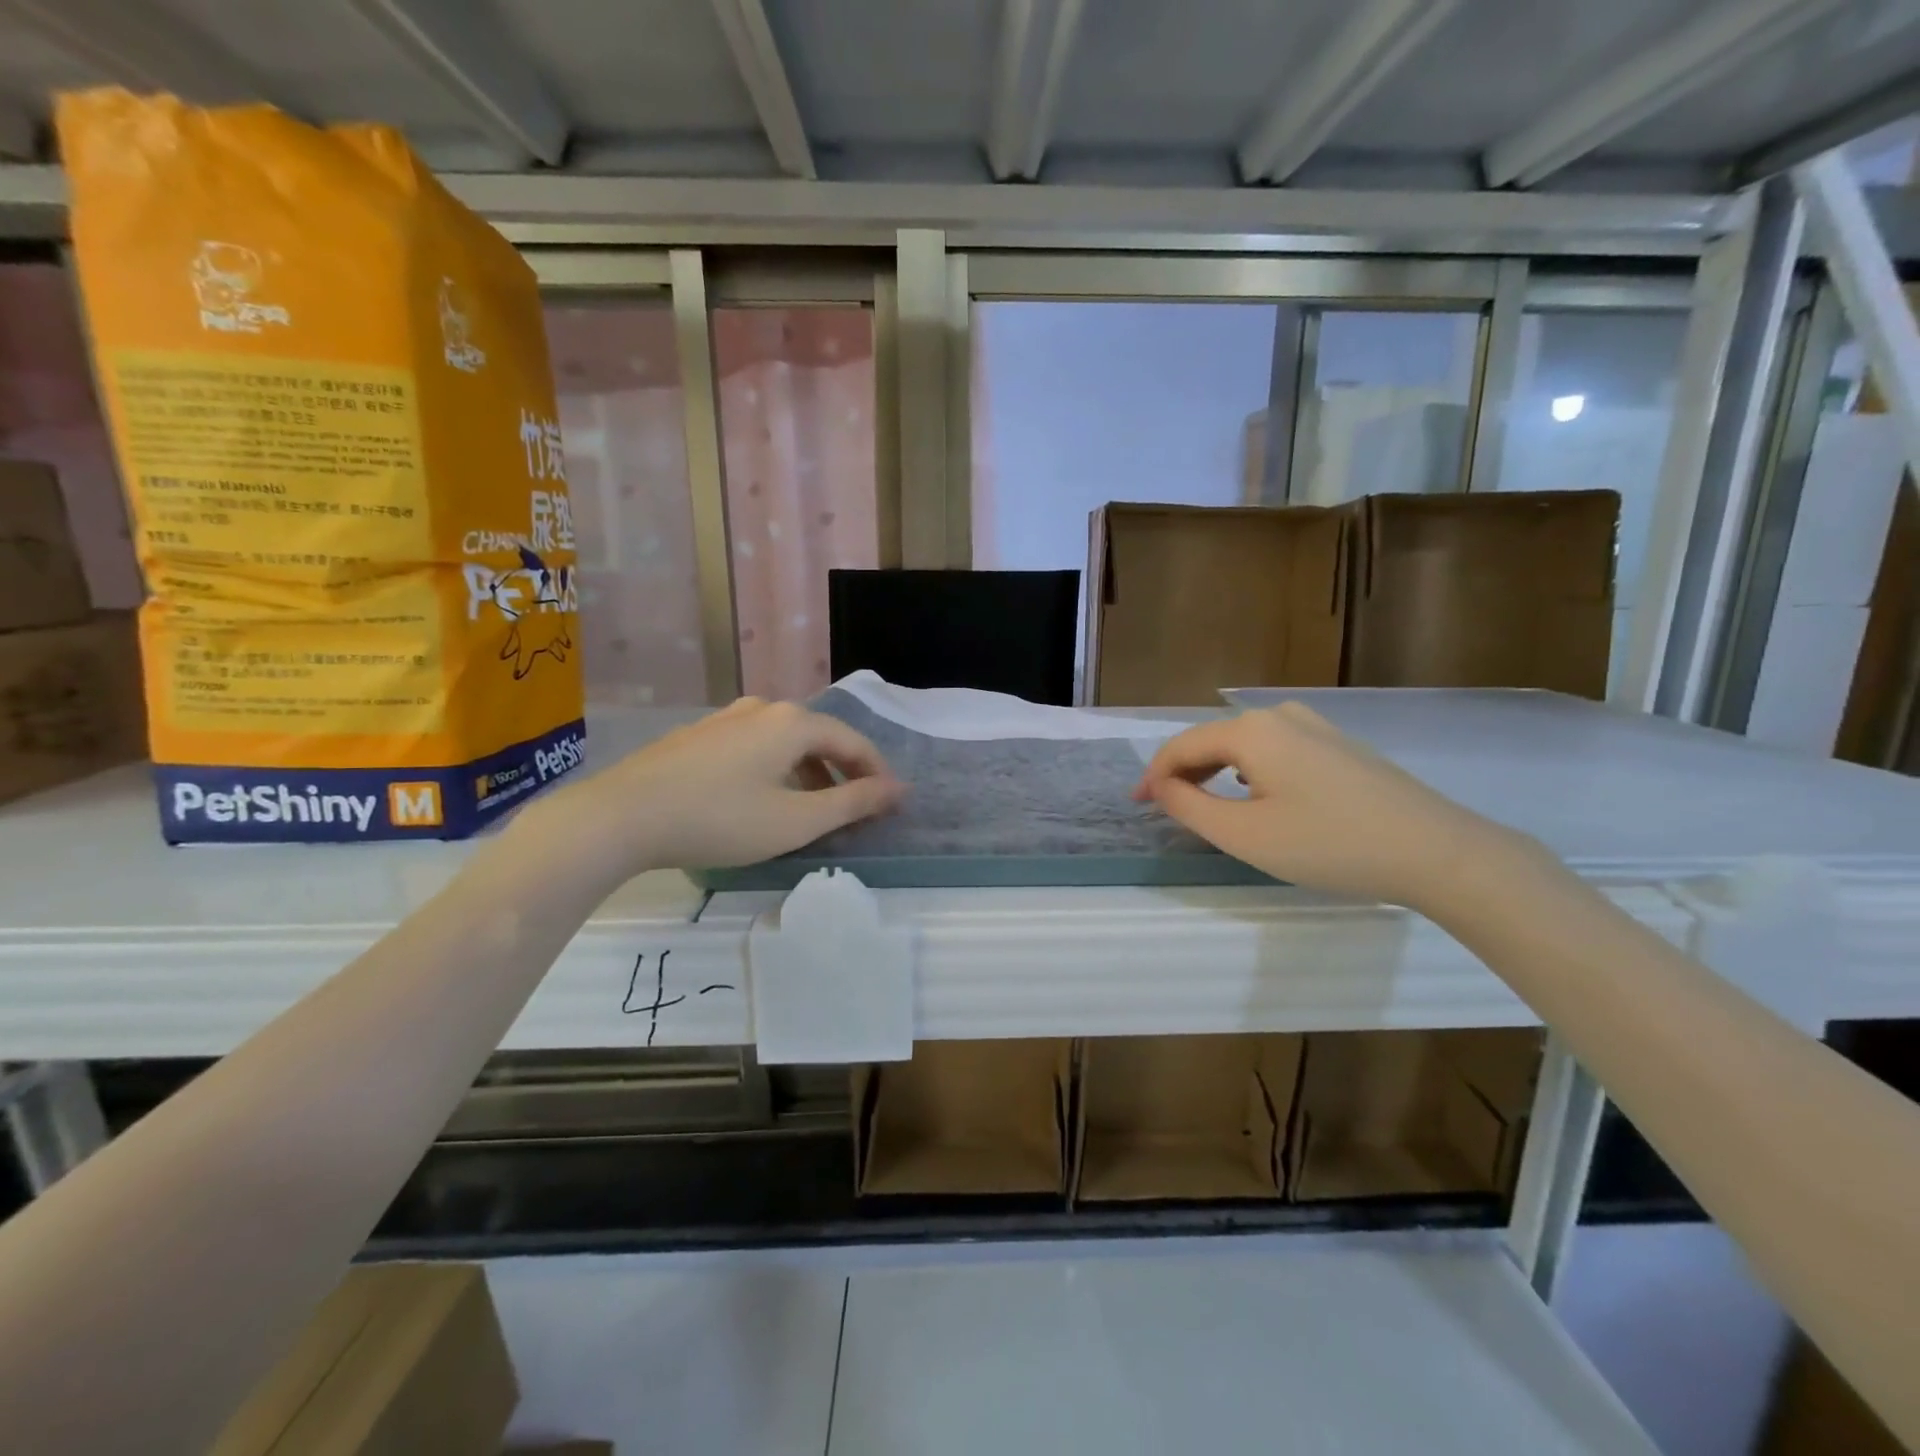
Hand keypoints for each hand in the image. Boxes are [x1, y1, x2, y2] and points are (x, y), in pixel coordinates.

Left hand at [525, 697, 905, 879]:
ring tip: (808, 809)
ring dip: (807, 773)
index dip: (876, 773)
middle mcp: (762, 709)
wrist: (620, 816)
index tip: (890, 804)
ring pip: (783, 742)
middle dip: (842, 773)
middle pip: (818, 738)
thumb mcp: (796, 821)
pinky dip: (773, 769)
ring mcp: (724, 719)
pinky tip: (758, 798)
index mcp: (793, 723)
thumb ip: (853, 803)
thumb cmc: (720, 819)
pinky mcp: (696, 736)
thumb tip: (897, 789)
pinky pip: (753, 747)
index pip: (852, 742)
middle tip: (852, 809)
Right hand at [1134, 701, 1530, 910]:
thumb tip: (1160, 785)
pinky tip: (1255, 793)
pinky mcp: (1340, 745)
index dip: (1153, 775)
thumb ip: (1188, 806)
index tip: (1136, 805)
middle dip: (1182, 772)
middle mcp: (1280, 715)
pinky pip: (1275, 750)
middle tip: (1163, 808)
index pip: (1182, 747)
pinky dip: (1249, 770)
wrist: (1436, 851)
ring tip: (1203, 803)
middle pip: (1212, 740)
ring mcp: (1316, 726)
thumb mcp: (1244, 835)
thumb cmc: (1329, 845)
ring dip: (1214, 771)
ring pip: (1244, 744)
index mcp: (1250, 731)